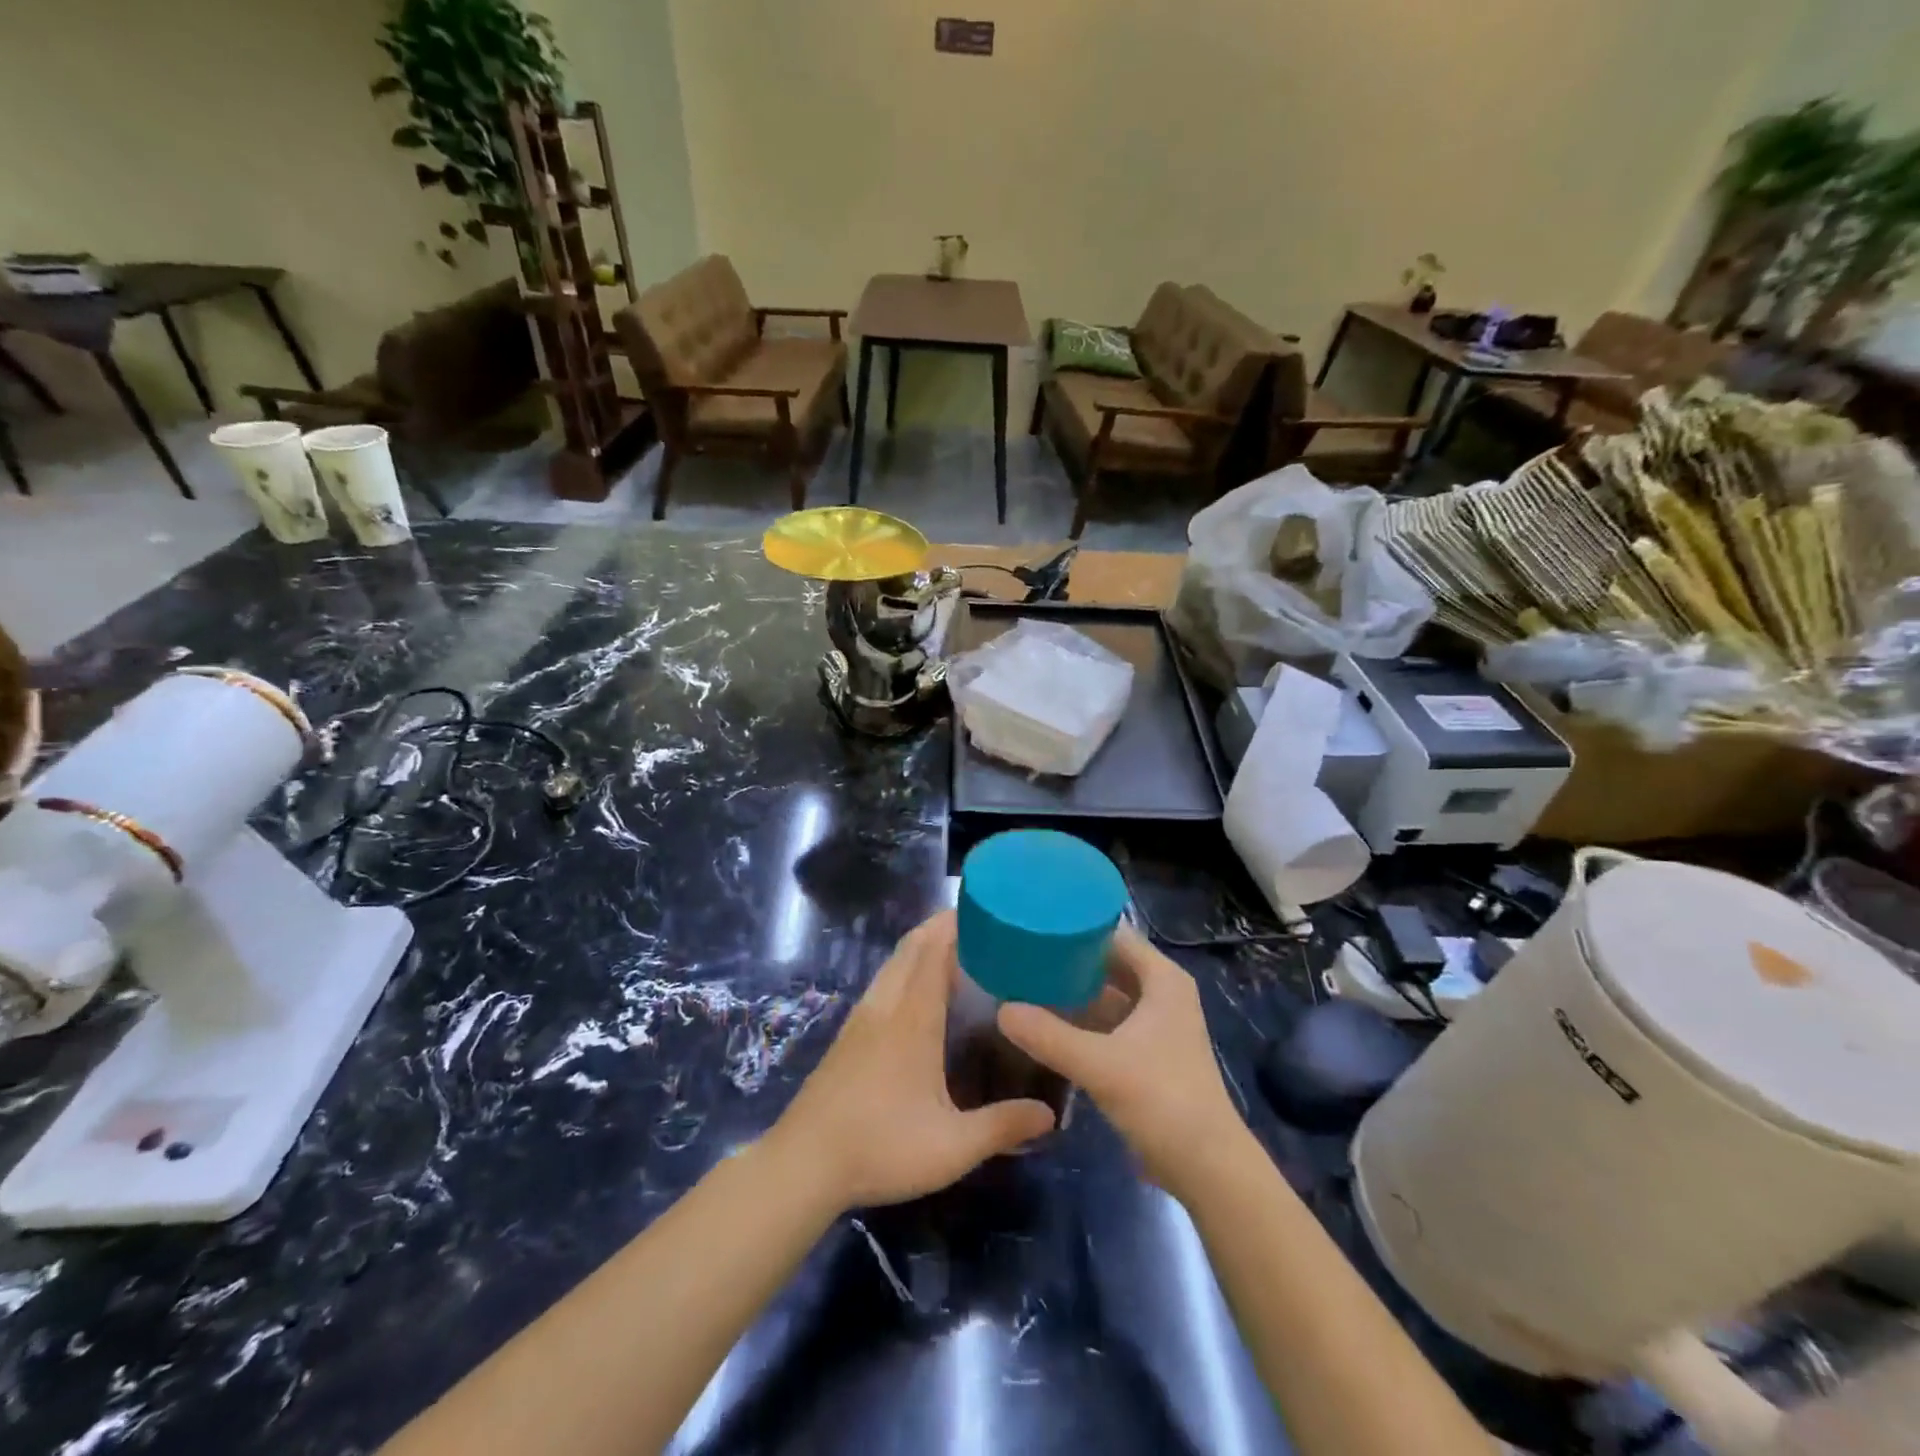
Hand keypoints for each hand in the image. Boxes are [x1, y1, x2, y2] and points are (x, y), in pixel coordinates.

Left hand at [767, 911, 1055, 1211]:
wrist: (804, 1164)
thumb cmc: (881, 1147)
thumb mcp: (952, 1146)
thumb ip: (1002, 1126)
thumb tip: (1050, 1114)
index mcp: (913, 1019)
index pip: (934, 952)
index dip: (956, 925)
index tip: (985, 910)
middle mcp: (886, 1006)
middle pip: (912, 947)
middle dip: (941, 926)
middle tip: (979, 923)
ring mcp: (862, 1018)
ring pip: (893, 963)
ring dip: (920, 945)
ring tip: (954, 949)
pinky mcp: (848, 1034)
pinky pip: (882, 981)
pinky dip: (904, 967)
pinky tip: (916, 991)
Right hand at [998, 926, 1245, 1198]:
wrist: (1207, 1168)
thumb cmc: (1162, 1100)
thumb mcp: (1100, 1065)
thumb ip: (1048, 1035)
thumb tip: (1000, 1010)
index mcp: (1162, 979)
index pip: (1113, 933)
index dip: (1076, 925)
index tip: (1035, 920)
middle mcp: (1162, 992)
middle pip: (1108, 961)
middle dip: (1069, 957)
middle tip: (1021, 948)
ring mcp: (1156, 1023)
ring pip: (1107, 992)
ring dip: (1073, 988)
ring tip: (1026, 978)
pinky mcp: (1147, 1052)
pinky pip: (1108, 1020)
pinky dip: (1081, 1017)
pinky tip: (1046, 1019)